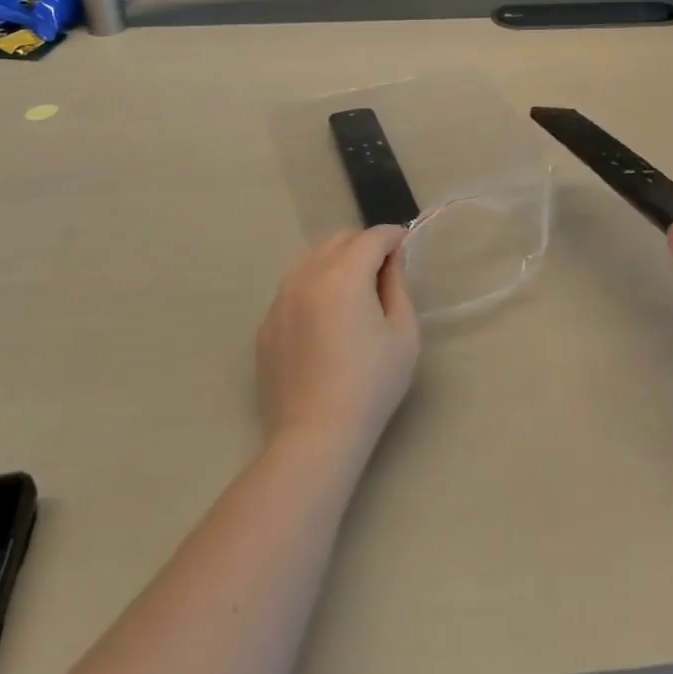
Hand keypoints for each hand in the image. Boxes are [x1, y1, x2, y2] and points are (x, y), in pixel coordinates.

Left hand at [257, 226, 420, 458]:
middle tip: (383, 271)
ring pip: (311, 259)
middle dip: (364, 246)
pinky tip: (324, 319)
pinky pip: (293, 288)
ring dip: (336, 262)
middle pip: (339, 240)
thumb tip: (391, 259)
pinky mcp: (266, 324)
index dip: (394, 237)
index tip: (406, 247)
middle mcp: (306, 276)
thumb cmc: (371, 385)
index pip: (372, 237)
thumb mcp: (403, 333)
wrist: (315, 436)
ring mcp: (280, 300)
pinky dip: (313, 287)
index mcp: (343, 275)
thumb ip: (398, 285)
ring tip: (352, 292)